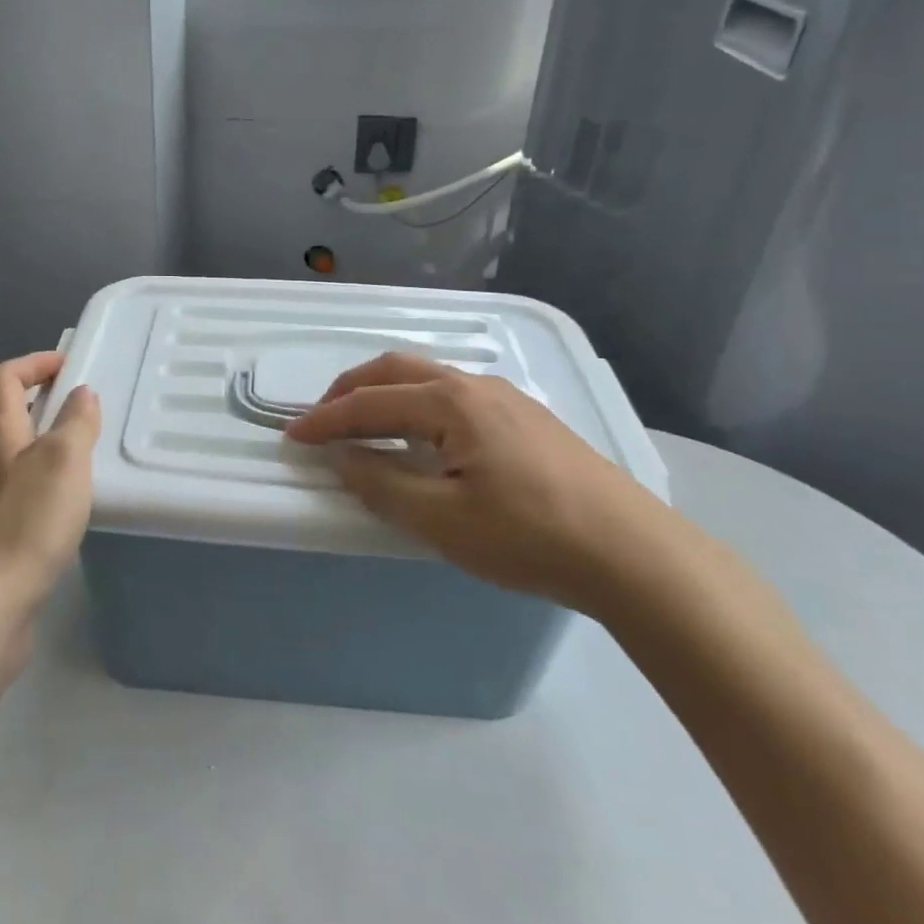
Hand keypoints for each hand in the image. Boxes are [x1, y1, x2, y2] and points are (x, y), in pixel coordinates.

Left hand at [0, 352, 100, 629]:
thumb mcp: (63, 461)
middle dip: (48, 403)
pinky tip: (75, 504)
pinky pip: (24, 492)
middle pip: (9, 415)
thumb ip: (76, 422)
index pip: (4, 377)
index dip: (35, 363)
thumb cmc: (25, 522)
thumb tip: (80, 394)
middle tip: (90, 410)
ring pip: (19, 455)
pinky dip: (49, 484)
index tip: (72, 366)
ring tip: (91, 455)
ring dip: (51, 445)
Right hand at [285, 352, 665, 610]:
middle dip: (351, 390)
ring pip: (428, 379)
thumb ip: (382, 483)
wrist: (632, 553)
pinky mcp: (527, 419)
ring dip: (385, 395)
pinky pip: (454, 396)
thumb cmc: (528, 535)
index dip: (325, 420)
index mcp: (451, 402)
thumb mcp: (441, 520)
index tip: (291, 437)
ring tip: (364, 427)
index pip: (369, 402)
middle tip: (322, 420)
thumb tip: (342, 457)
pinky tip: (423, 438)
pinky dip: (417, 405)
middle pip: (396, 371)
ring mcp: (506, 399)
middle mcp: (475, 386)